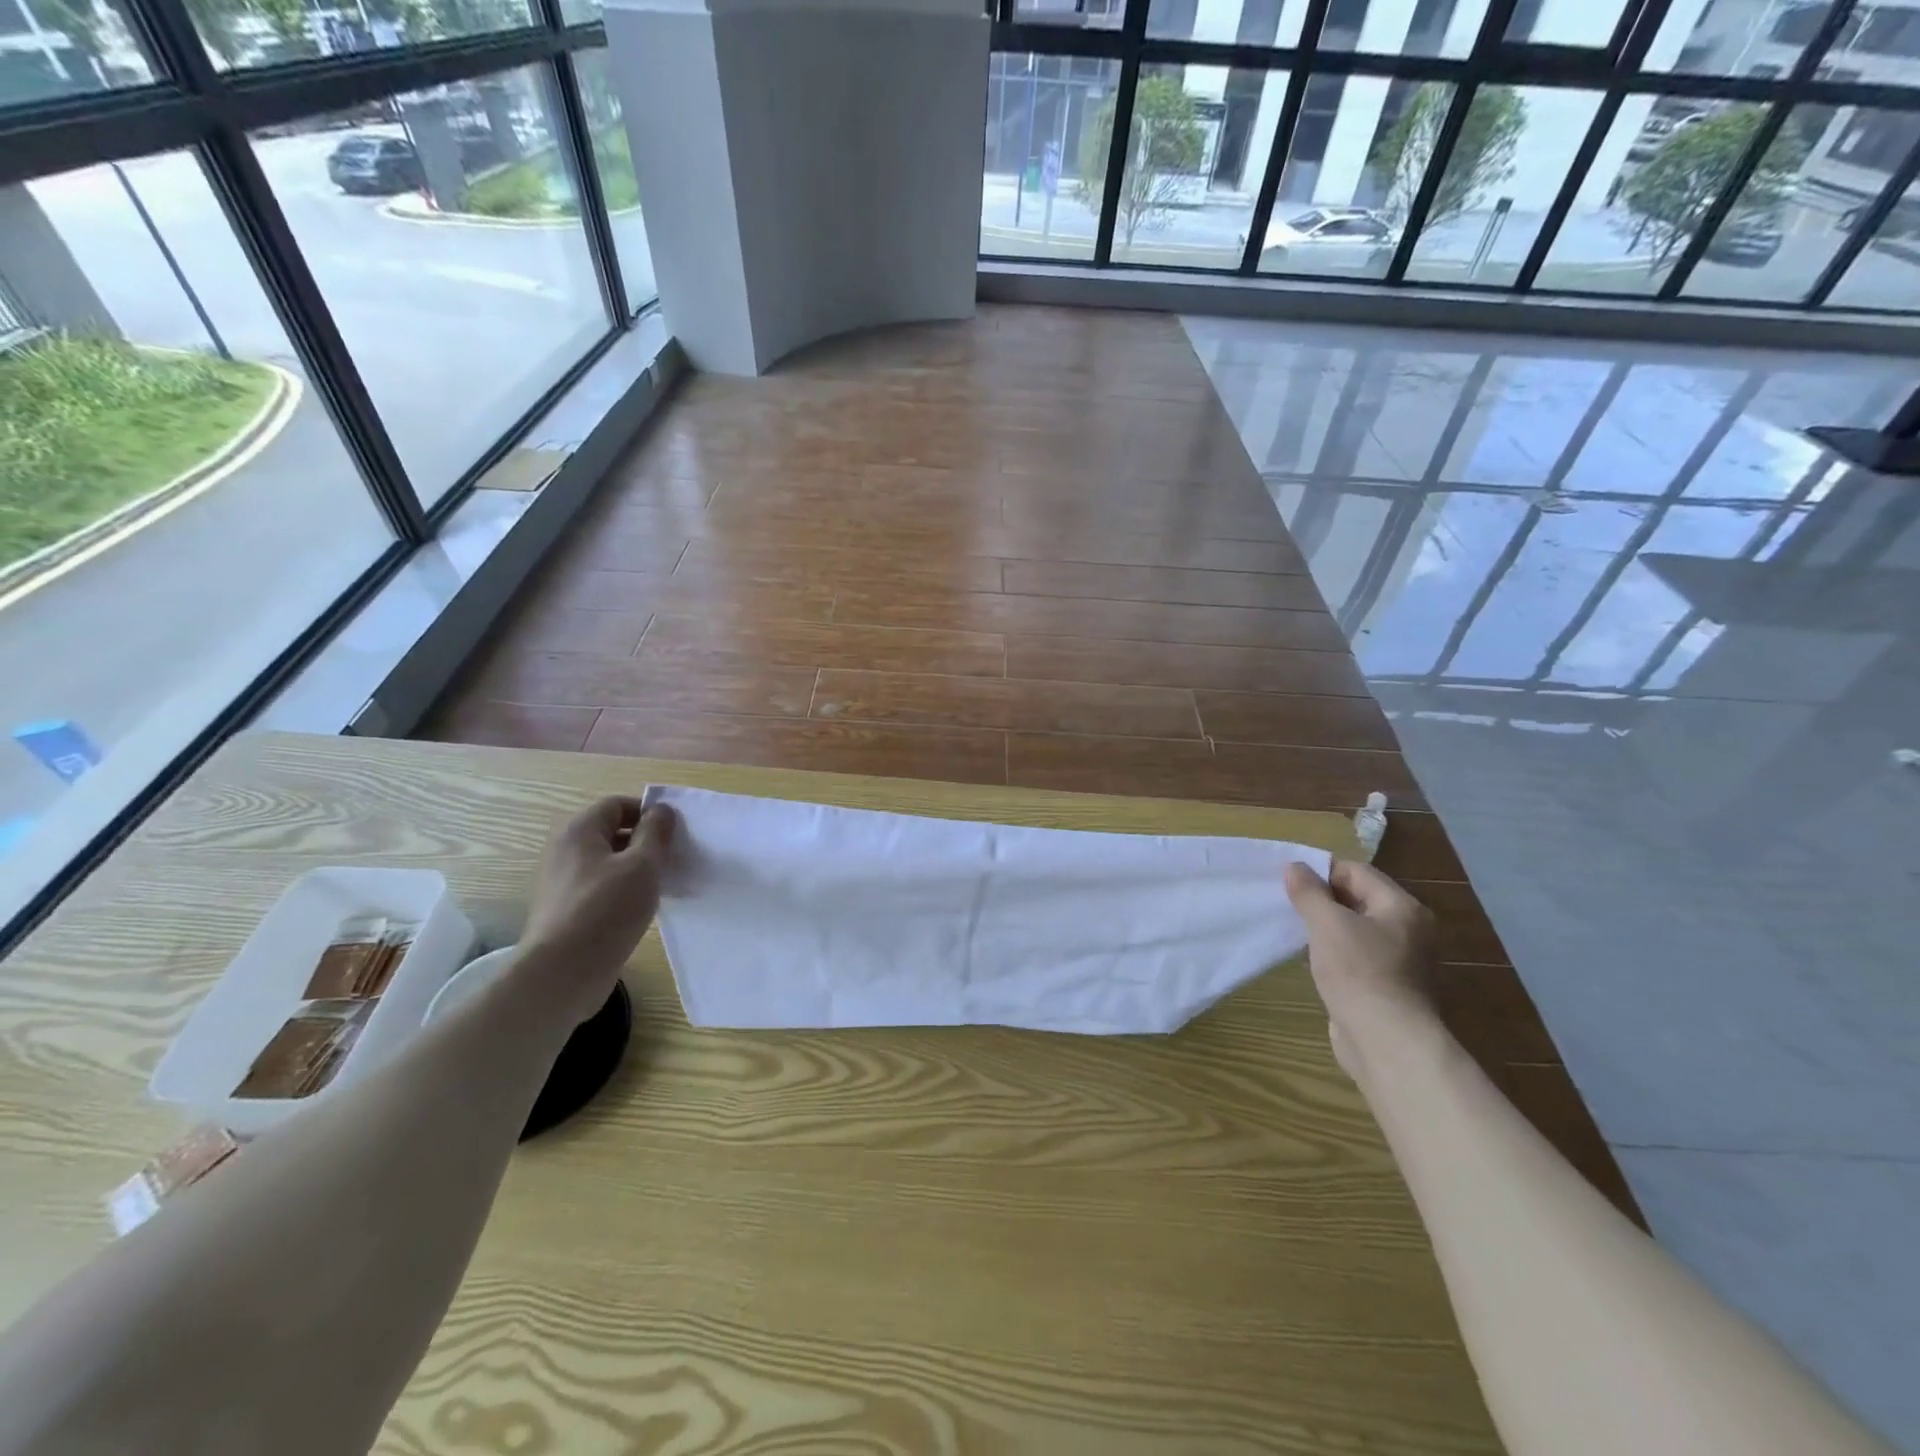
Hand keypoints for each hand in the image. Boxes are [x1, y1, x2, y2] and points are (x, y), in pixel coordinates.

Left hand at [518, 797, 675, 1024]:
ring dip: (637, 868)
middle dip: (646, 841)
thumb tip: (662, 810)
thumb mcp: (642, 865)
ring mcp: (564, 883)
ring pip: (609, 863)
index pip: (617, 805)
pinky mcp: (568, 911)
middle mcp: (566, 851)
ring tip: (664, 884)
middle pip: (612, 833)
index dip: (648, 812)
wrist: (562, 973)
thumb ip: (656, 833)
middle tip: (674, 858)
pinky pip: (602, 888)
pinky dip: (624, 890)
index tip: (675, 833)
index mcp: (579, 832)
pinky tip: (644, 908)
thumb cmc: (606, 909)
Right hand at [1283, 858, 1439, 1082]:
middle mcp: (1408, 929)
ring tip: (1295, 928)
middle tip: (1287, 902)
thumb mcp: (1327, 924)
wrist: (1385, 1041)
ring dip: (1326, 926)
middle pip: (1358, 898)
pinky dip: (1334, 951)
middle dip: (1322, 898)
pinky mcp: (1386, 984)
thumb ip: (1309, 892)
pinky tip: (1312, 957)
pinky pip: (1356, 954)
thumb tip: (1294, 866)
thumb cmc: (1358, 972)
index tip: (1289, 881)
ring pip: (1355, 928)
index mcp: (1402, 907)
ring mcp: (1399, 959)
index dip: (1321, 872)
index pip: (1357, 872)